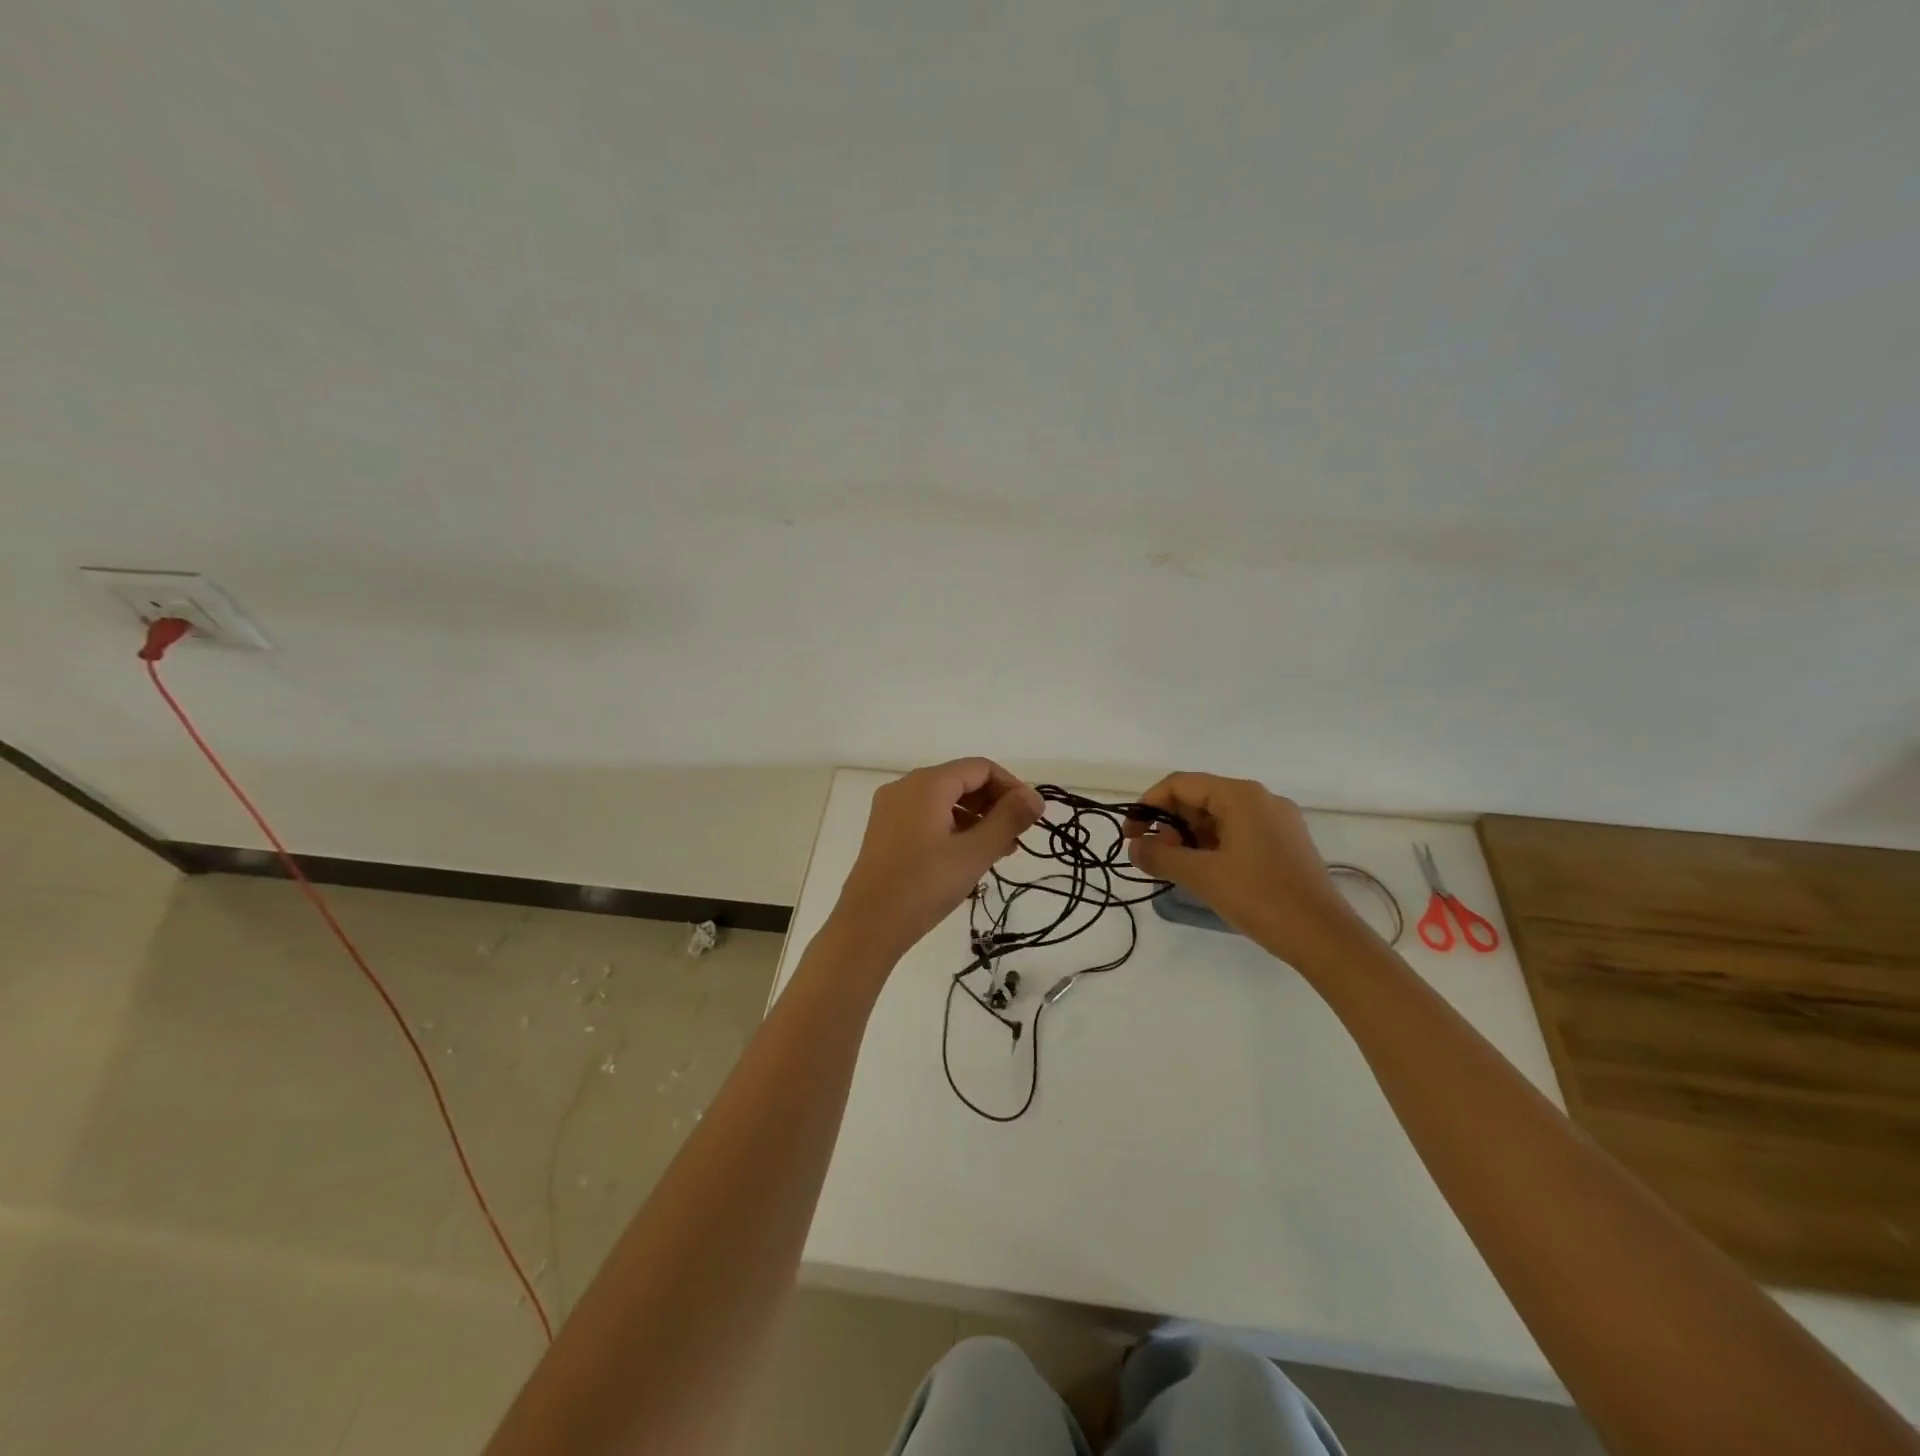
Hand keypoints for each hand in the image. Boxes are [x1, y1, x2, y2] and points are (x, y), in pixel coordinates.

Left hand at [829, 759, 1044, 966]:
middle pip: (962, 781)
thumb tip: (1035, 797)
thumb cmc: (924, 886)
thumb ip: (1009, 820)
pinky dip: (953, 828)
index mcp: (927, 784)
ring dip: (976, 819)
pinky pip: (927, 816)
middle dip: (994, 805)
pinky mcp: (885, 831)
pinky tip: (967, 858)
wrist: (868, 925)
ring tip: (998, 852)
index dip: (1012, 787)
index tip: (1032, 817)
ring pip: (945, 801)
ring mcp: (891, 809)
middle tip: (1017, 838)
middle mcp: (906, 787)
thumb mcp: (974, 853)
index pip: (981, 768)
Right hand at [1124, 773, 1362, 965]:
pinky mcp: (1285, 844)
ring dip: (1190, 838)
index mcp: (1241, 795)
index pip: (1180, 784)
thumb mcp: (1202, 876)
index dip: (1148, 805)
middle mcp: (1261, 799)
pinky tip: (1204, 874)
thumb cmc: (1260, 897)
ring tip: (1175, 869)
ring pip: (1218, 818)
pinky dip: (1213, 847)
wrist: (1324, 937)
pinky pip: (1238, 833)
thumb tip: (1134, 847)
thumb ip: (1160, 856)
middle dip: (1169, 824)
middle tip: (1153, 857)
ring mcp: (1277, 822)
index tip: (1130, 835)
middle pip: (1200, 798)